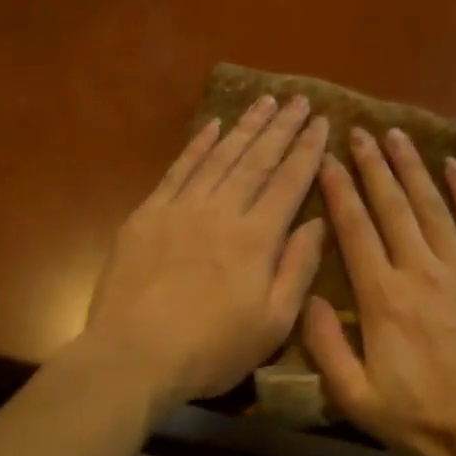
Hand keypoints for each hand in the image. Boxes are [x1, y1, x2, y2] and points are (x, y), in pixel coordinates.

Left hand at [79, 94, 329, 409]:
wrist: (133, 355)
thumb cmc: (210, 350)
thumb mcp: (271, 324)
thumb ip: (297, 269)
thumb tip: (317, 222)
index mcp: (256, 239)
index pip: (289, 182)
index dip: (307, 150)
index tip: (322, 122)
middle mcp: (222, 211)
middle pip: (257, 160)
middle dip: (281, 128)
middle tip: (299, 100)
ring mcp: (181, 209)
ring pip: (220, 157)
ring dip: (245, 127)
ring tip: (264, 102)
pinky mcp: (148, 215)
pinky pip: (178, 170)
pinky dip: (198, 146)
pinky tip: (213, 127)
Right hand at [304, 126, 455, 455]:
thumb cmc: (426, 419)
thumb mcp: (357, 398)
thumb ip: (326, 348)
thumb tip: (306, 298)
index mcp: (383, 298)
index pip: (355, 230)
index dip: (338, 191)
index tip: (327, 160)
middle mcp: (421, 270)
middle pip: (392, 206)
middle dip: (373, 166)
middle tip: (359, 132)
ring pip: (433, 206)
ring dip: (413, 168)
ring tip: (397, 136)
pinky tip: (453, 166)